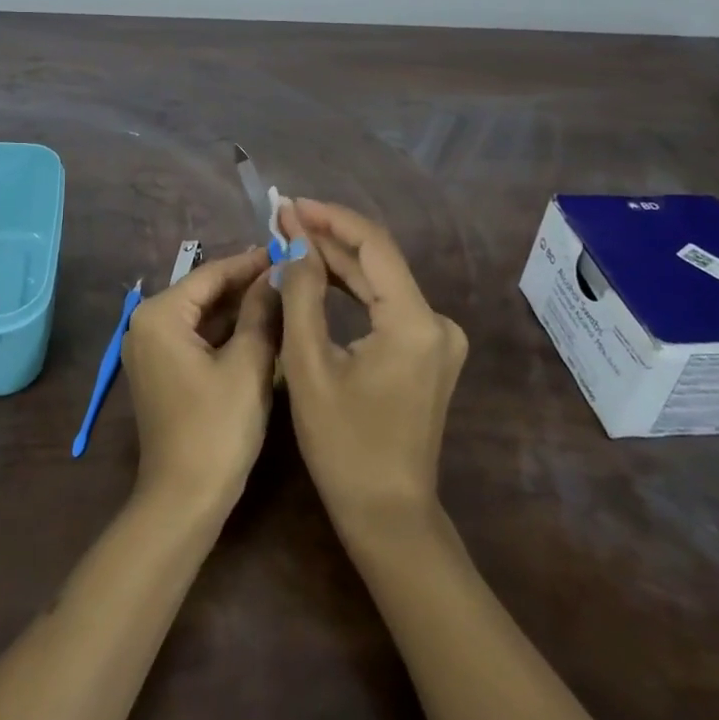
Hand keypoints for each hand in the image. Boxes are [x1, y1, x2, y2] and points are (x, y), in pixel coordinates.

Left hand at [121, 247, 278, 515]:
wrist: (184, 500)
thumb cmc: (217, 427)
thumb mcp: (248, 364)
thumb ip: (261, 311)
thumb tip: (278, 272)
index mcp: (160, 314)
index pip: (210, 274)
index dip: (250, 262)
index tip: (286, 249)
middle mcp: (147, 324)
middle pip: (204, 292)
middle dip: (246, 284)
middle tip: (289, 271)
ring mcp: (151, 349)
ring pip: (202, 316)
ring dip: (239, 308)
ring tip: (283, 294)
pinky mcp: (162, 371)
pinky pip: (196, 338)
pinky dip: (226, 332)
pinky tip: (261, 326)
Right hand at [276, 199, 467, 542]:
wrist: (387, 516)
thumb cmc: (343, 445)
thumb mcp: (310, 365)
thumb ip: (303, 294)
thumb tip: (294, 242)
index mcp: (414, 322)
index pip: (373, 246)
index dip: (330, 218)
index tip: (290, 204)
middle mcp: (436, 321)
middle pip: (378, 261)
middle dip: (328, 237)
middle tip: (281, 218)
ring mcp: (437, 338)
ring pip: (381, 282)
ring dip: (337, 260)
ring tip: (291, 237)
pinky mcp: (427, 353)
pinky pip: (385, 305)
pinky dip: (352, 289)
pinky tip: (319, 274)